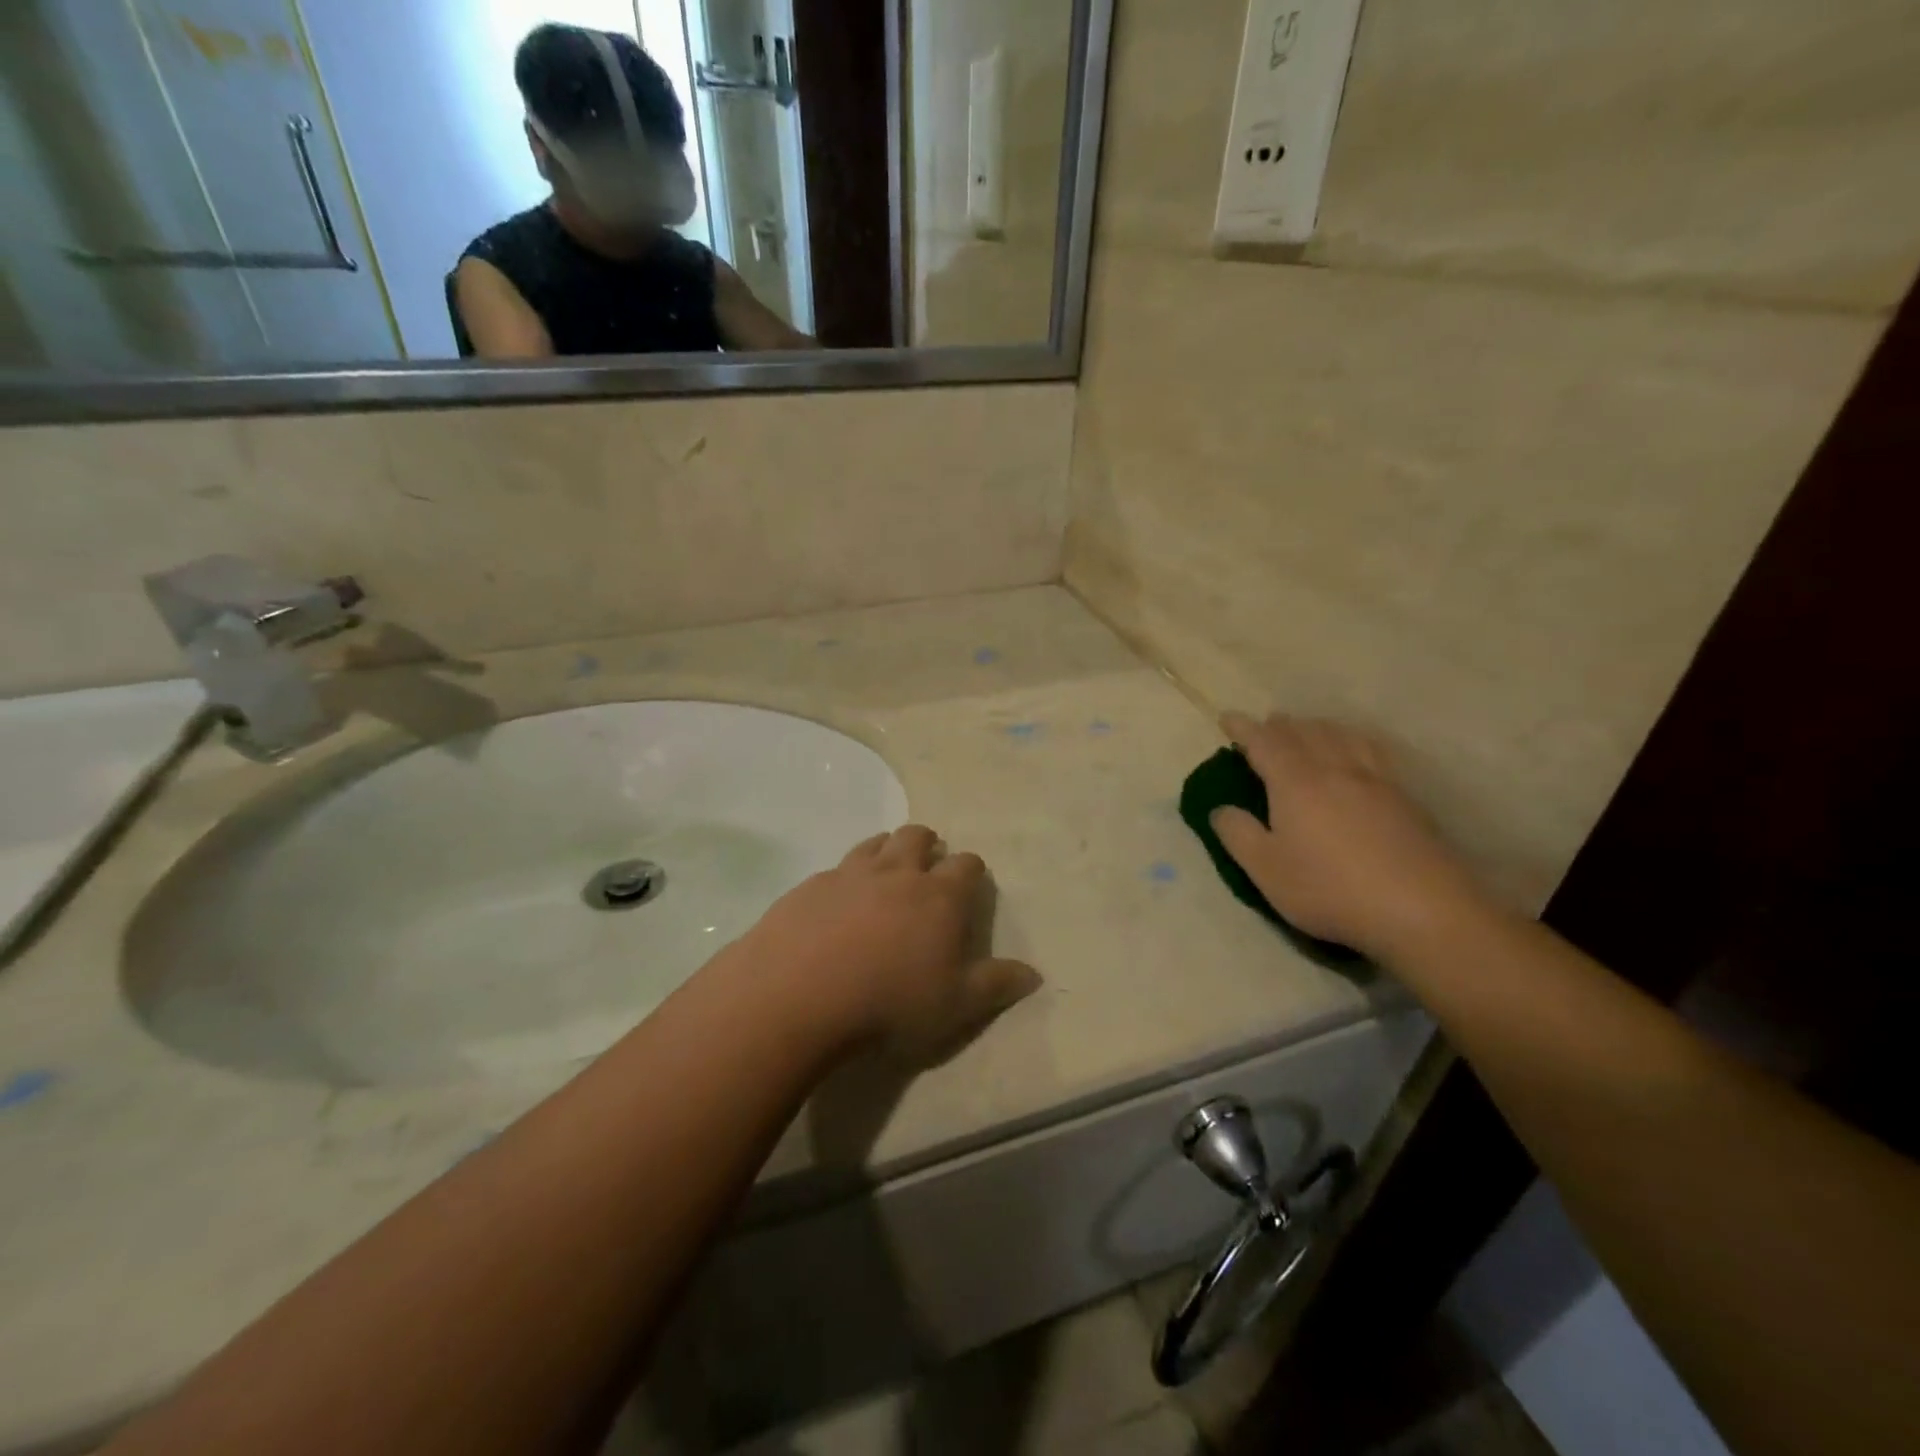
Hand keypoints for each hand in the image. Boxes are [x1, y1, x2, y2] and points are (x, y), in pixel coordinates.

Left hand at [742, 826, 1041, 1064]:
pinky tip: (837, 904)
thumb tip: (1034, 974)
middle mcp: (898, 872)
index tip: (969, 883)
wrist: (800, 994)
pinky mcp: (811, 885)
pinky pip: (836, 869)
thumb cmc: (890, 1001)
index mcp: (939, 895)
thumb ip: (996, 985)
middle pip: (918, 837)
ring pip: (876, 843)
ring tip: (885, 873)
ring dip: (886, 850)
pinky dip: (846, 877)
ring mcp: (850, 873)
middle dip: (928, 845)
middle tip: (926, 868)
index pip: (966, 865)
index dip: (971, 870)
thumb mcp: (955, 1005)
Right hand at [1213, 714, 1487, 960]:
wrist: (1422, 909)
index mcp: (1295, 782)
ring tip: (1310, 730)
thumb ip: (1238, 834)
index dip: (1243, 728)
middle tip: (1266, 725)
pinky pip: (1374, 752)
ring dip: (1319, 727)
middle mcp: (1335, 769)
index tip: (1227, 718)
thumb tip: (1220, 809)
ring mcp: (1375, 781)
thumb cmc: (1330, 889)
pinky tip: (1359, 753)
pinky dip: (1355, 740)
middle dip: (1281, 725)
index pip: (1263, 742)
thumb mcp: (1266, 869)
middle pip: (1305, 731)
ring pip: (1343, 735)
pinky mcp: (1405, 798)